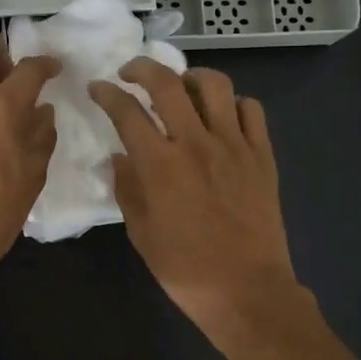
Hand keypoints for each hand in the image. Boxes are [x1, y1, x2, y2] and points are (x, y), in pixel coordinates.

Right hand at [88, 58, 301, 329]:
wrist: (248, 291)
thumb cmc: (186, 270)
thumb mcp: (142, 235)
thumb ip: (127, 189)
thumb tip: (120, 158)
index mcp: (160, 166)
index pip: (127, 112)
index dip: (107, 94)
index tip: (98, 88)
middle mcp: (196, 144)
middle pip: (167, 84)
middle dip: (142, 68)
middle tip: (131, 72)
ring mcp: (234, 146)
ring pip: (215, 85)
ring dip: (191, 77)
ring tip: (181, 87)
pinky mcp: (262, 155)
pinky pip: (251, 110)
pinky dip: (233, 103)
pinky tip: (222, 117)